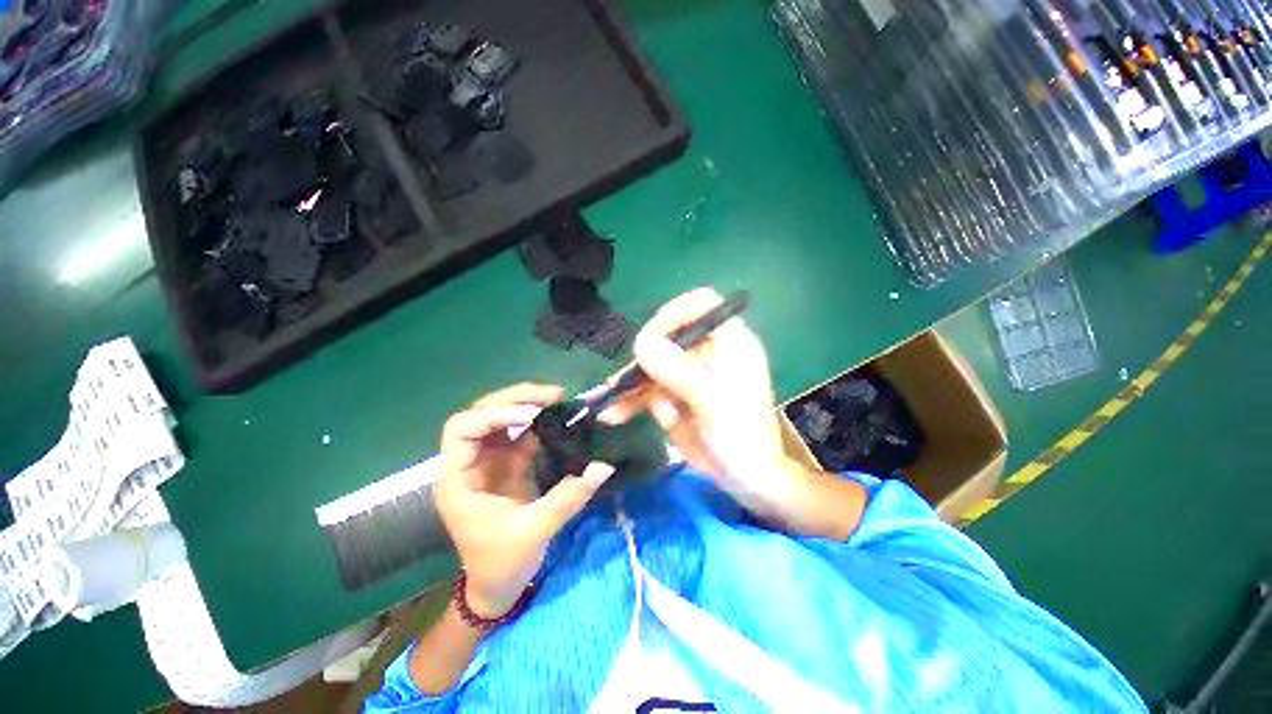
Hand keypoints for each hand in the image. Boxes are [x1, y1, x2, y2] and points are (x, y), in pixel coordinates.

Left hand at [435, 383, 613, 617]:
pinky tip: (557, 418)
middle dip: (515, 399)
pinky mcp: (507, 463)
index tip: (531, 415)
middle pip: (481, 414)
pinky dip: (537, 422)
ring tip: (557, 399)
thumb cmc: (503, 563)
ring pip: (500, 418)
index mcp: (459, 480)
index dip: (494, 415)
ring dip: (526, 404)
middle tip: (552, 395)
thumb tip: (604, 466)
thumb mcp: (535, 530)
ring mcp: (488, 461)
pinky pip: (519, 433)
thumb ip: (569, 496)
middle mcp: (469, 463)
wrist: (498, 585)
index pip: (462, 430)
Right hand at [603, 289, 804, 524]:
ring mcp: (686, 373)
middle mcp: (705, 351)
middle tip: (623, 383)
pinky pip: (646, 390)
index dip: (674, 314)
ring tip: (611, 406)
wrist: (744, 479)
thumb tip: (642, 343)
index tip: (651, 340)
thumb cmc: (742, 436)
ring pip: (651, 366)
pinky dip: (630, 402)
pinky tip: (614, 416)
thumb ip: (679, 372)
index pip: (699, 305)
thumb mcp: (713, 402)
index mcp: (728, 342)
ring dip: (630, 386)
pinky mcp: (673, 394)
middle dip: (643, 361)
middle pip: (666, 337)